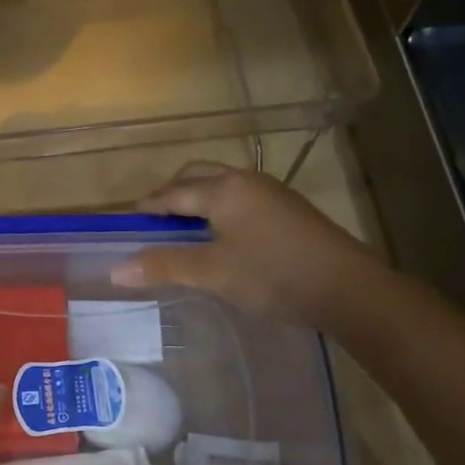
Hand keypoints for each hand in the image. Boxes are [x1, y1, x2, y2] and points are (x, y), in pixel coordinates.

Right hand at [110, 162, 386, 327]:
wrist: (349, 288)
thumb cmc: (272, 275)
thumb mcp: (212, 272)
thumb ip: (163, 266)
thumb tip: (116, 270)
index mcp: (222, 188)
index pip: (171, 193)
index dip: (147, 207)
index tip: (128, 222)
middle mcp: (244, 180)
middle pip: (196, 176)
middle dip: (171, 193)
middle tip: (154, 222)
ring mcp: (271, 192)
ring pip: (221, 185)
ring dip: (197, 199)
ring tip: (184, 230)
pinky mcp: (289, 210)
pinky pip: (241, 198)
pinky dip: (220, 209)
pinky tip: (222, 237)